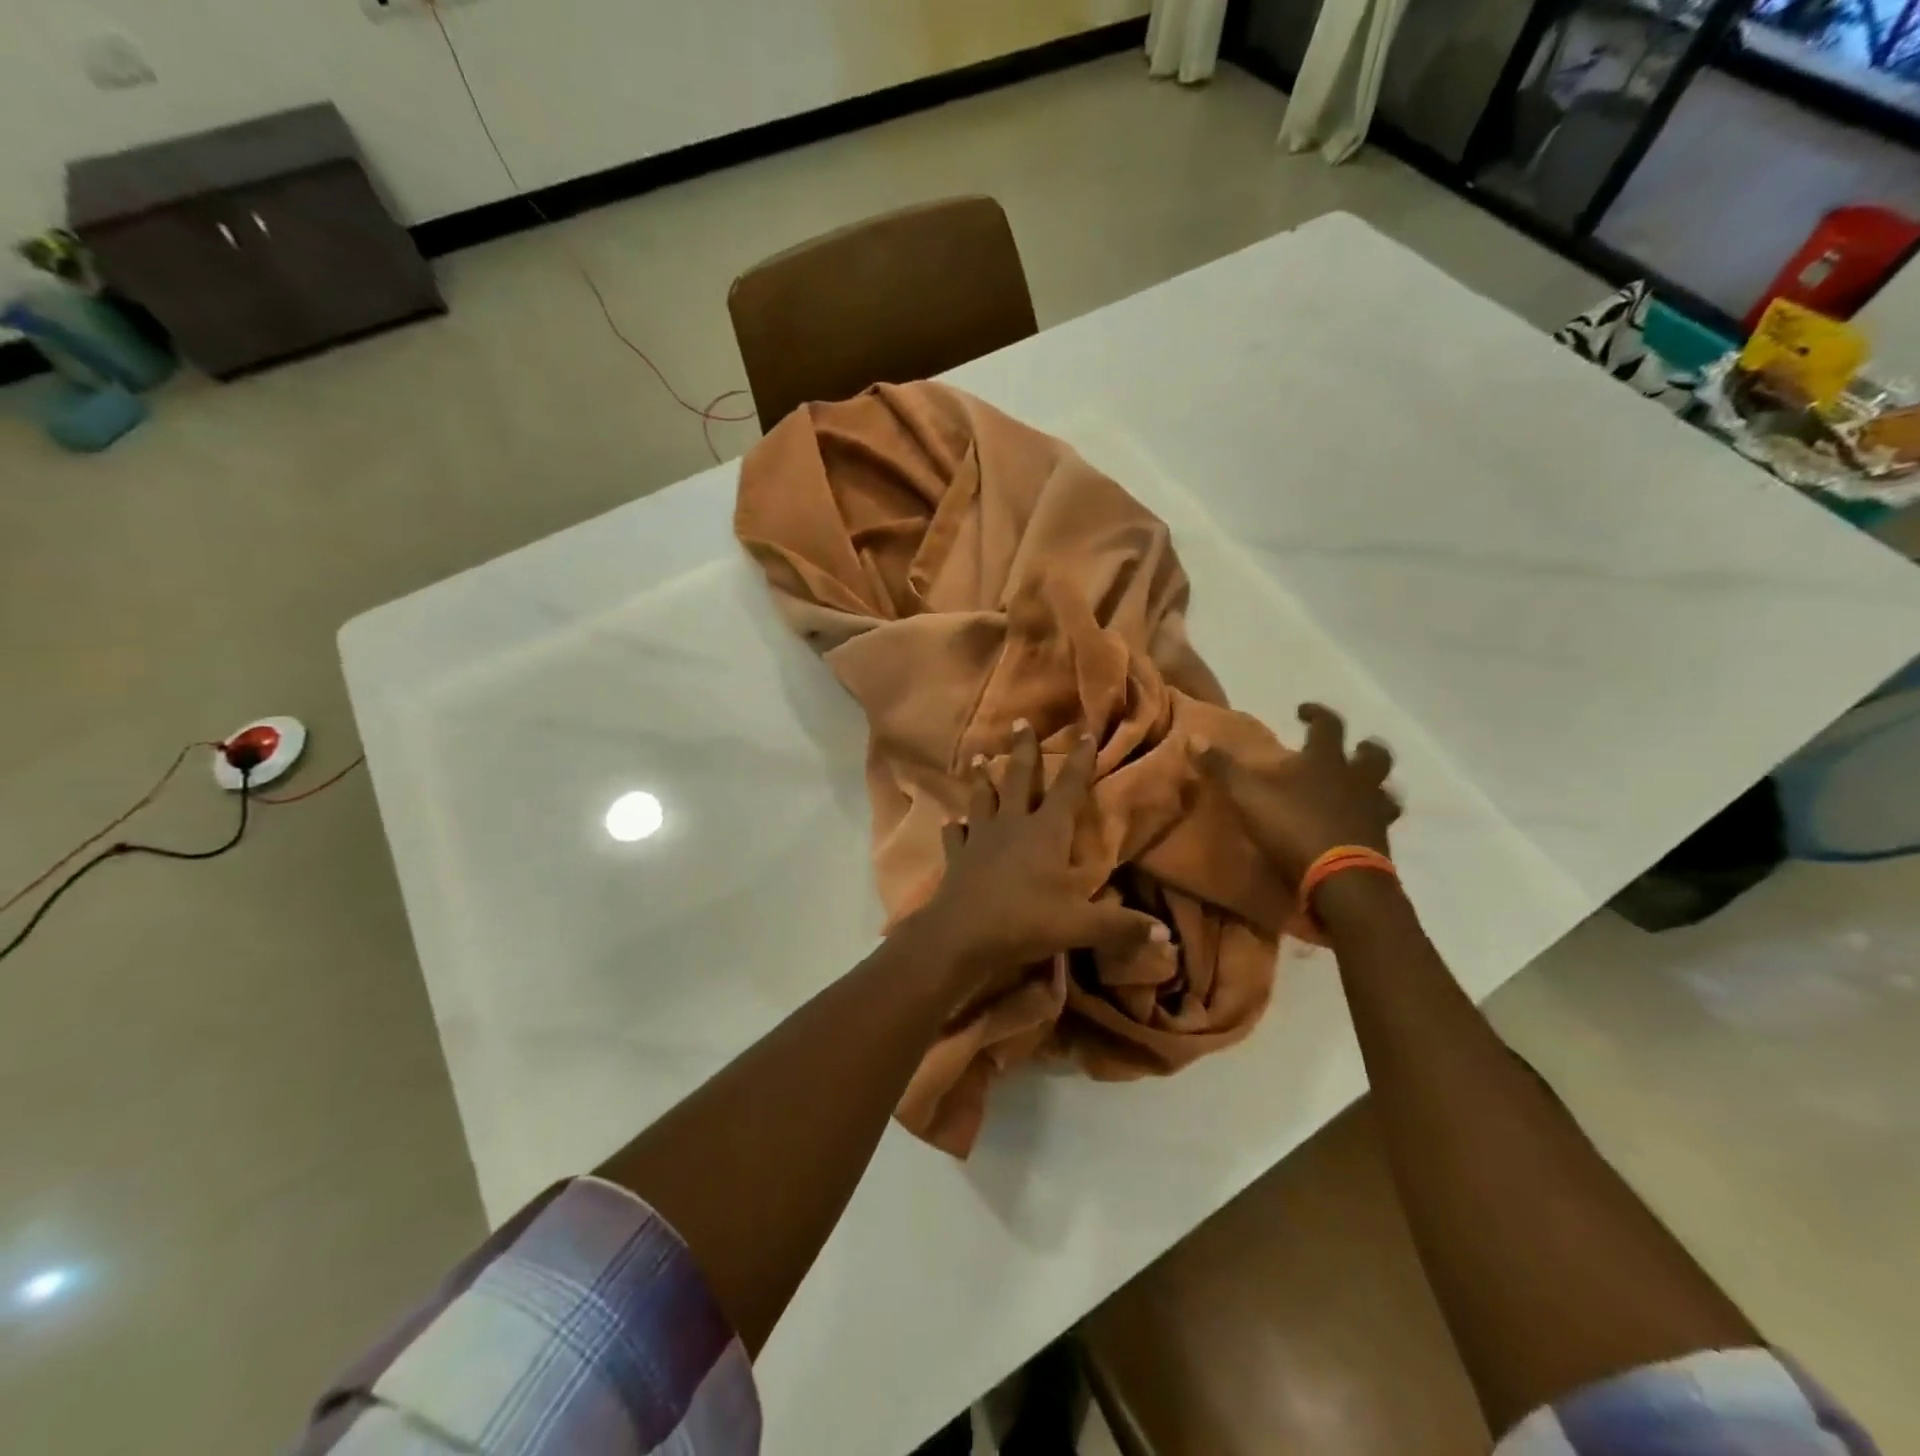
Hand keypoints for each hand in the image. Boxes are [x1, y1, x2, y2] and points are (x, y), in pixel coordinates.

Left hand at [911, 720, 1168, 992]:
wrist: (961, 934)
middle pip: (1019, 779)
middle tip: (1019, 722)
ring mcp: (980, 838)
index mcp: (1046, 832)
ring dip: (982, 779)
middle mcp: (1013, 825)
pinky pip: (956, 836)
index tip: (1084, 734)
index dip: (1079, 762)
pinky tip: (952, 822)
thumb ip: (1122, 927)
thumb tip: (1168, 938)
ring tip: (979, 758)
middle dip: (1023, 750)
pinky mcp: (957, 857)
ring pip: (982, 799)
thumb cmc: (1025, 920)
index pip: (1068, 789)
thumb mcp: (1080, 925)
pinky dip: (955, 827)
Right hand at [1191, 703, 1398, 885]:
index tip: (1304, 711)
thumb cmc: (1293, 828)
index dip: (1316, 714)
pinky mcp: (1381, 842)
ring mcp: (1374, 811)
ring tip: (1364, 789)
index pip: (1328, 725)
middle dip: (1364, 748)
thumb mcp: (1247, 796)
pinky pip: (1383, 823)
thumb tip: (1194, 738)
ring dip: (1377, 786)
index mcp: (1326, 762)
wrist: (1340, 879)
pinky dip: (1374, 820)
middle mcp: (1356, 780)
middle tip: (1352, 749)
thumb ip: (1222, 768)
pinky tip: (1362, 827)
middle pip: (1374, 755)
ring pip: (1387, 790)